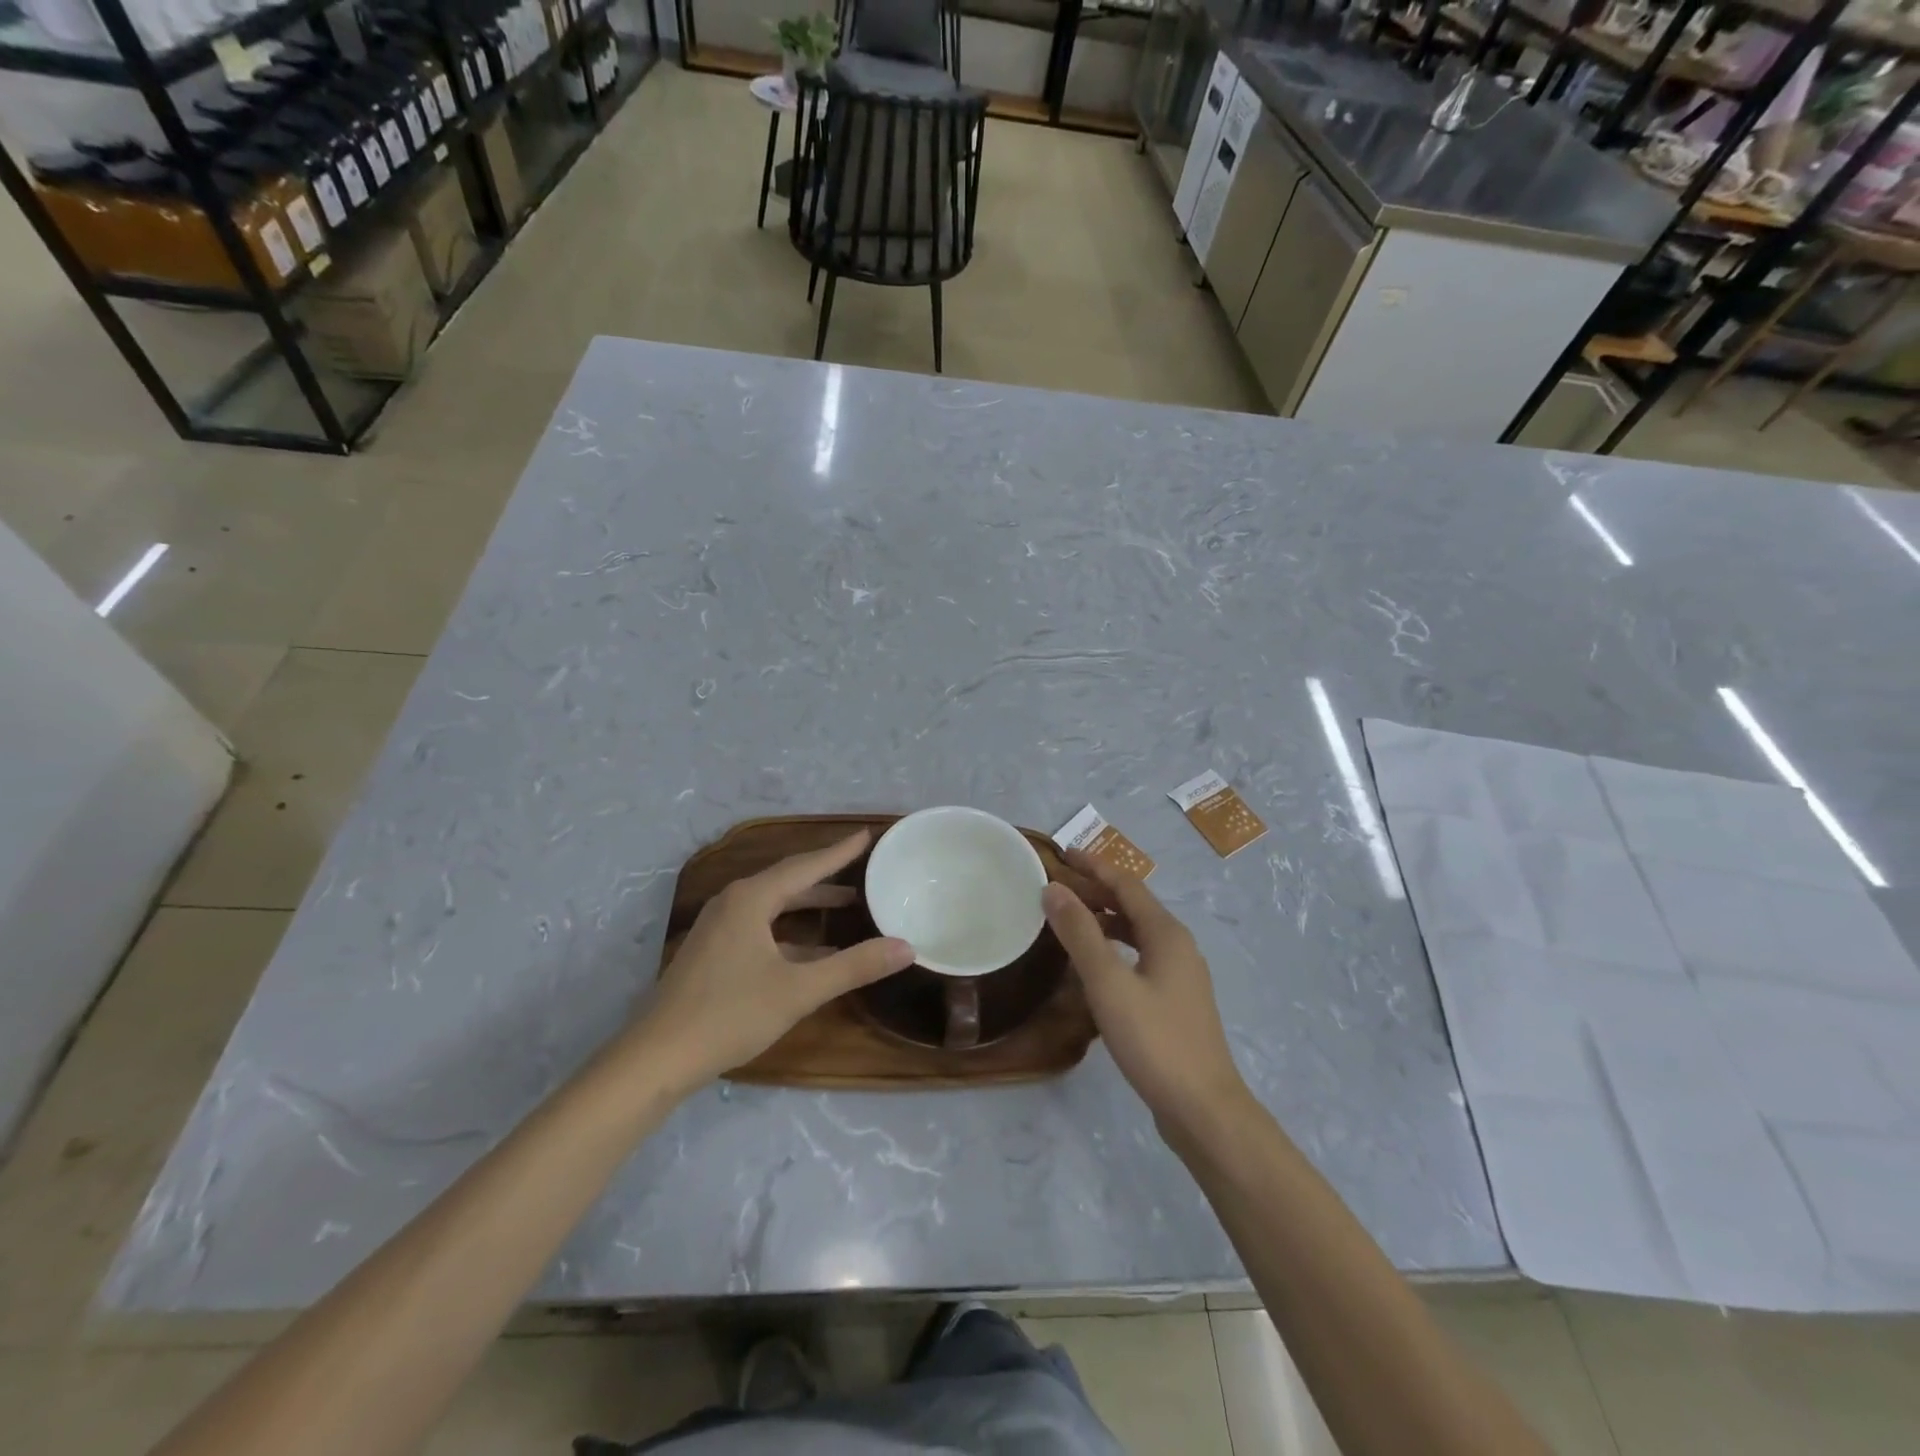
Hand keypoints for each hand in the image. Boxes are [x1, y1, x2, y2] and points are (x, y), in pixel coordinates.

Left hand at [633, 831, 913, 1092]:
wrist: (657, 1058)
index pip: (806, 865)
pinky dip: (791, 933)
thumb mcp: (799, 990)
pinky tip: (815, 952)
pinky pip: (761, 928)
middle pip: (788, 881)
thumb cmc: (730, 1014)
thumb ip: (854, 966)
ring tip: (848, 905)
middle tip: (863, 870)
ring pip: (774, 906)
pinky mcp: (713, 953)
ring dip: (809, 906)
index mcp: (751, 899)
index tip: (867, 835)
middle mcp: (733, 903)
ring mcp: (719, 929)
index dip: (839, 852)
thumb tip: (906, 947)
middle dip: (827, 876)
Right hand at [1043, 854, 1248, 1129]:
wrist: (1203, 1108)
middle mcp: (1178, 946)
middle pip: (1134, 905)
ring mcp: (1180, 975)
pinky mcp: (1176, 1002)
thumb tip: (1053, 889)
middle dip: (1097, 891)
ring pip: (1137, 933)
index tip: (1062, 855)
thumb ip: (1080, 934)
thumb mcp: (1109, 983)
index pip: (1127, 884)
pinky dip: (1114, 948)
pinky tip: (1094, 967)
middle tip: (1056, 888)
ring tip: (1068, 921)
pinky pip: (1140, 957)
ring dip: (1104, 920)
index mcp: (1166, 933)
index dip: (1094, 866)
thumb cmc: (1154, 1040)